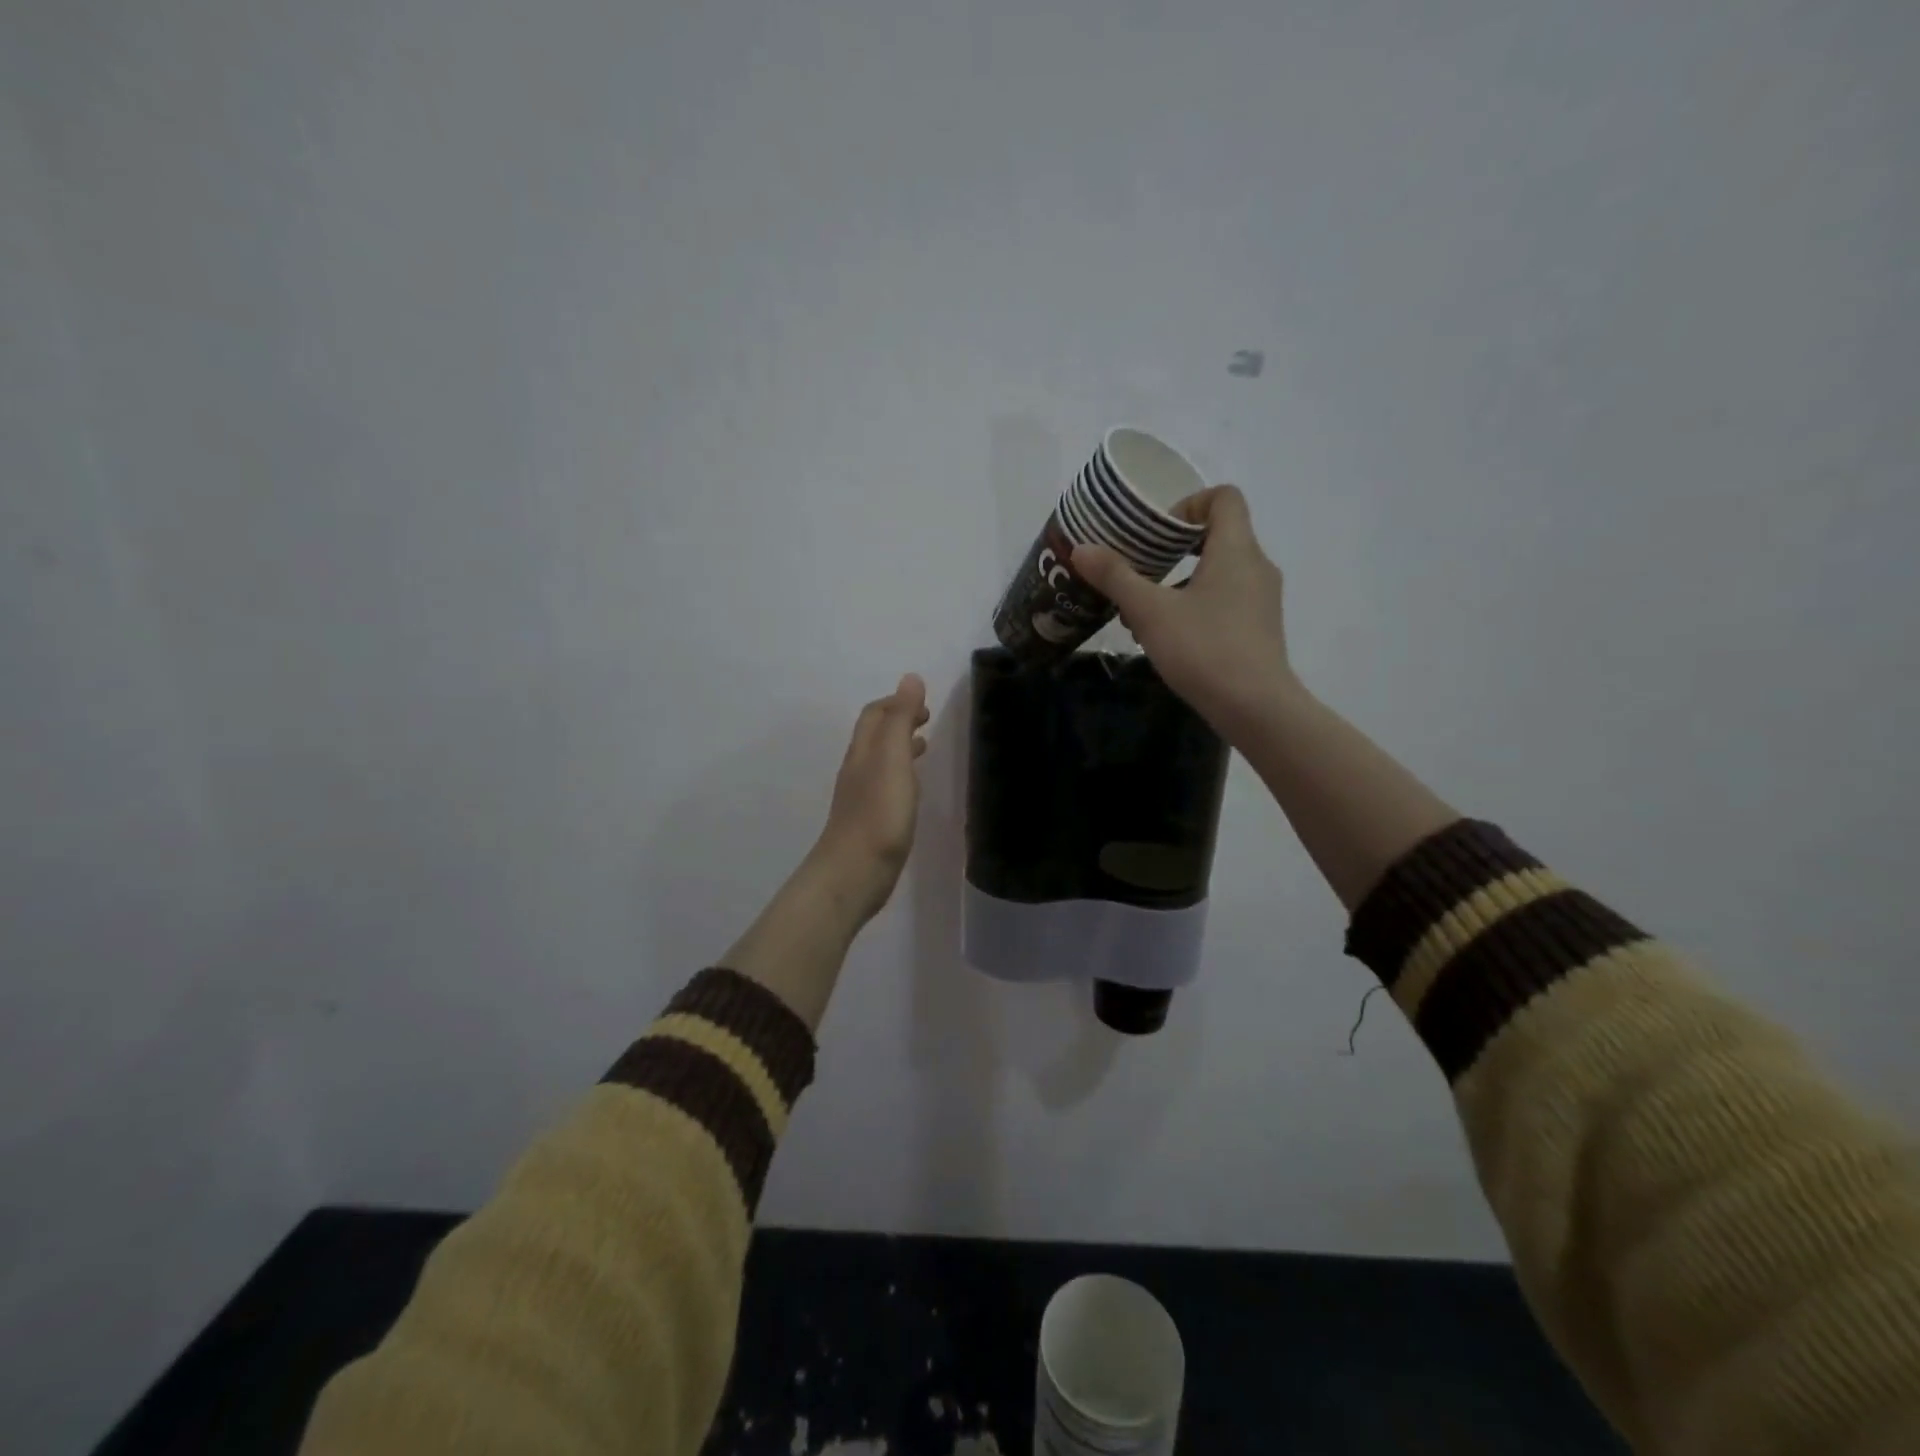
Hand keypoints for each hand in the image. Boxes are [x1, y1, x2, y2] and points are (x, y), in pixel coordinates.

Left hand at [809, 673, 929, 922]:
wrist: (854, 873)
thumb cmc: (878, 814)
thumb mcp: (893, 759)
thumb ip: (901, 719)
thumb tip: (910, 678)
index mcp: (864, 751)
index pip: (875, 714)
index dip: (897, 702)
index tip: (924, 703)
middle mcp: (858, 769)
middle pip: (875, 735)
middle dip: (899, 721)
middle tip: (927, 719)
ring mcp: (862, 797)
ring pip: (880, 760)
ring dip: (900, 747)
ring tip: (924, 746)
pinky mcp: (870, 821)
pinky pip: (886, 786)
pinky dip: (901, 774)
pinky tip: (913, 789)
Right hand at [1072, 486, 1298, 742]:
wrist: (1255, 708)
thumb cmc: (1204, 649)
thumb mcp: (1150, 611)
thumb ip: (1116, 577)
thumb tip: (1081, 549)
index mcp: (1236, 549)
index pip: (1224, 498)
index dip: (1188, 504)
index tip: (1156, 532)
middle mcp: (1256, 566)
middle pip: (1219, 534)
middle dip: (1174, 548)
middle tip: (1140, 567)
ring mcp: (1262, 599)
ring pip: (1219, 571)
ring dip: (1181, 580)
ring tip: (1144, 609)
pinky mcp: (1260, 628)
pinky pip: (1226, 599)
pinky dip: (1197, 604)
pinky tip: (1168, 635)